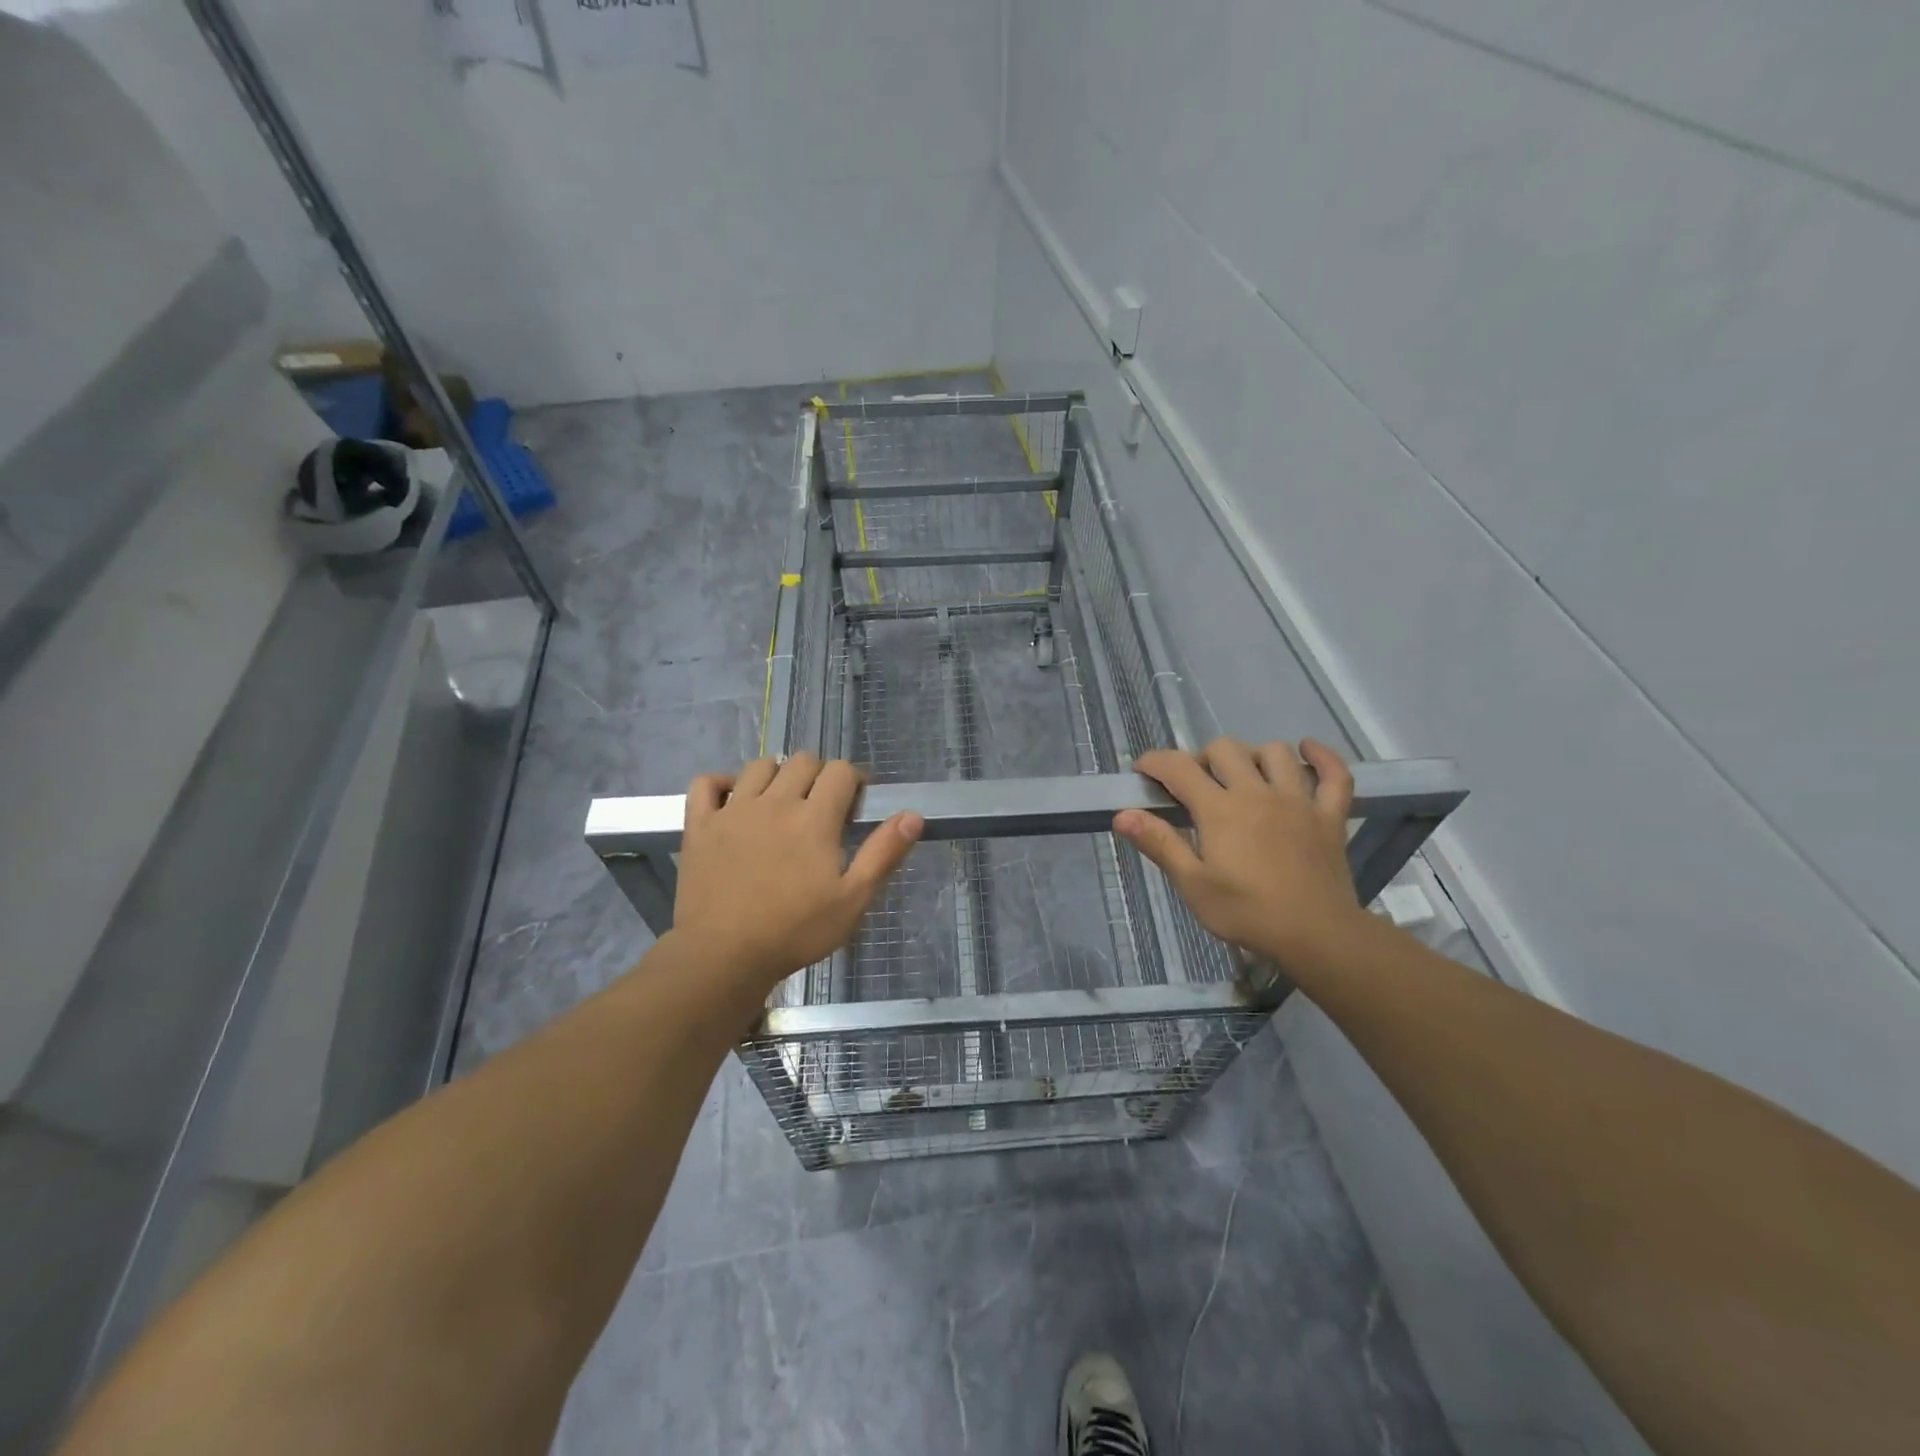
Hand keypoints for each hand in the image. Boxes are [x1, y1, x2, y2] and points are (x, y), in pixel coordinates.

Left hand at [672, 753, 922, 992]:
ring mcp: (733, 811)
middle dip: (820, 775)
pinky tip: (732, 799)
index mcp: (814, 818)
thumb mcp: (853, 900)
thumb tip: (913, 815)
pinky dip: (720, 783)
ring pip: (759, 766)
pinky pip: (706, 783)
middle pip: (802, 761)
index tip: (857, 804)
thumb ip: (883, 853)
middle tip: (823, 808)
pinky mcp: (700, 826)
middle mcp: (774, 802)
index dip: (855, 780)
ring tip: (782, 802)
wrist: (723, 956)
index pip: (840, 771)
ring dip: (777, 774)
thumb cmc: (795, 931)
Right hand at [1115, 737, 1366, 969]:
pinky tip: (1307, 751)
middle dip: (1202, 759)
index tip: (1142, 772)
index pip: (1178, 768)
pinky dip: (1322, 757)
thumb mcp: (1193, 884)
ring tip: (1243, 776)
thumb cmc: (1247, 912)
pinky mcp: (1329, 816)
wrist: (1317, 934)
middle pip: (1225, 749)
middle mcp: (1257, 793)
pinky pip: (1335, 775)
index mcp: (1220, 810)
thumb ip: (1159, 844)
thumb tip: (1122, 814)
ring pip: (1275, 753)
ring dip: (1253, 756)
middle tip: (1195, 787)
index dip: (1155, 762)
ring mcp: (1298, 801)